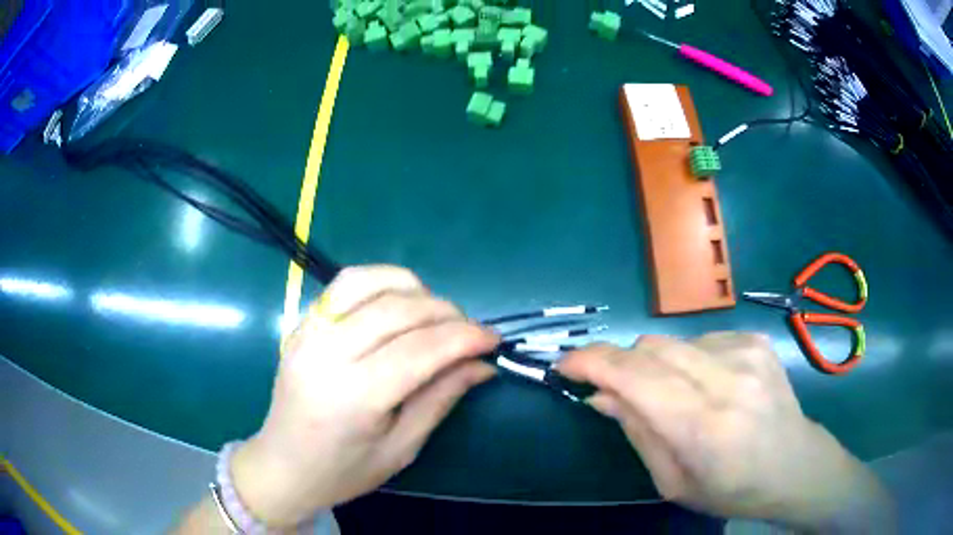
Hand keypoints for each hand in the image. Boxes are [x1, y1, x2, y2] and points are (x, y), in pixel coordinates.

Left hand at [231, 266, 498, 526]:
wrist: (282, 466)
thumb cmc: (344, 471)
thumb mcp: (402, 448)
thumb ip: (441, 398)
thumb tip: (482, 364)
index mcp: (354, 396)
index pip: (421, 349)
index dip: (465, 338)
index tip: (494, 339)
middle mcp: (326, 353)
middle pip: (397, 309)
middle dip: (446, 312)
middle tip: (471, 330)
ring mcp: (308, 332)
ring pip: (368, 281)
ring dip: (413, 288)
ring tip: (435, 313)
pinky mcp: (300, 324)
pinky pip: (344, 285)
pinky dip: (381, 283)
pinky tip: (398, 303)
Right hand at [557, 333, 892, 530]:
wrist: (795, 465)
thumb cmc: (731, 489)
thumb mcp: (673, 482)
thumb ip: (637, 432)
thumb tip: (601, 395)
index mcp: (702, 426)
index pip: (634, 377)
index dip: (591, 362)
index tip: (566, 365)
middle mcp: (726, 379)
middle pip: (649, 348)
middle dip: (621, 365)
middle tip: (619, 391)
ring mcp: (746, 353)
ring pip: (672, 341)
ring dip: (657, 366)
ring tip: (675, 396)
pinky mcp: (756, 341)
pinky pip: (701, 339)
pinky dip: (689, 360)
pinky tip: (708, 385)